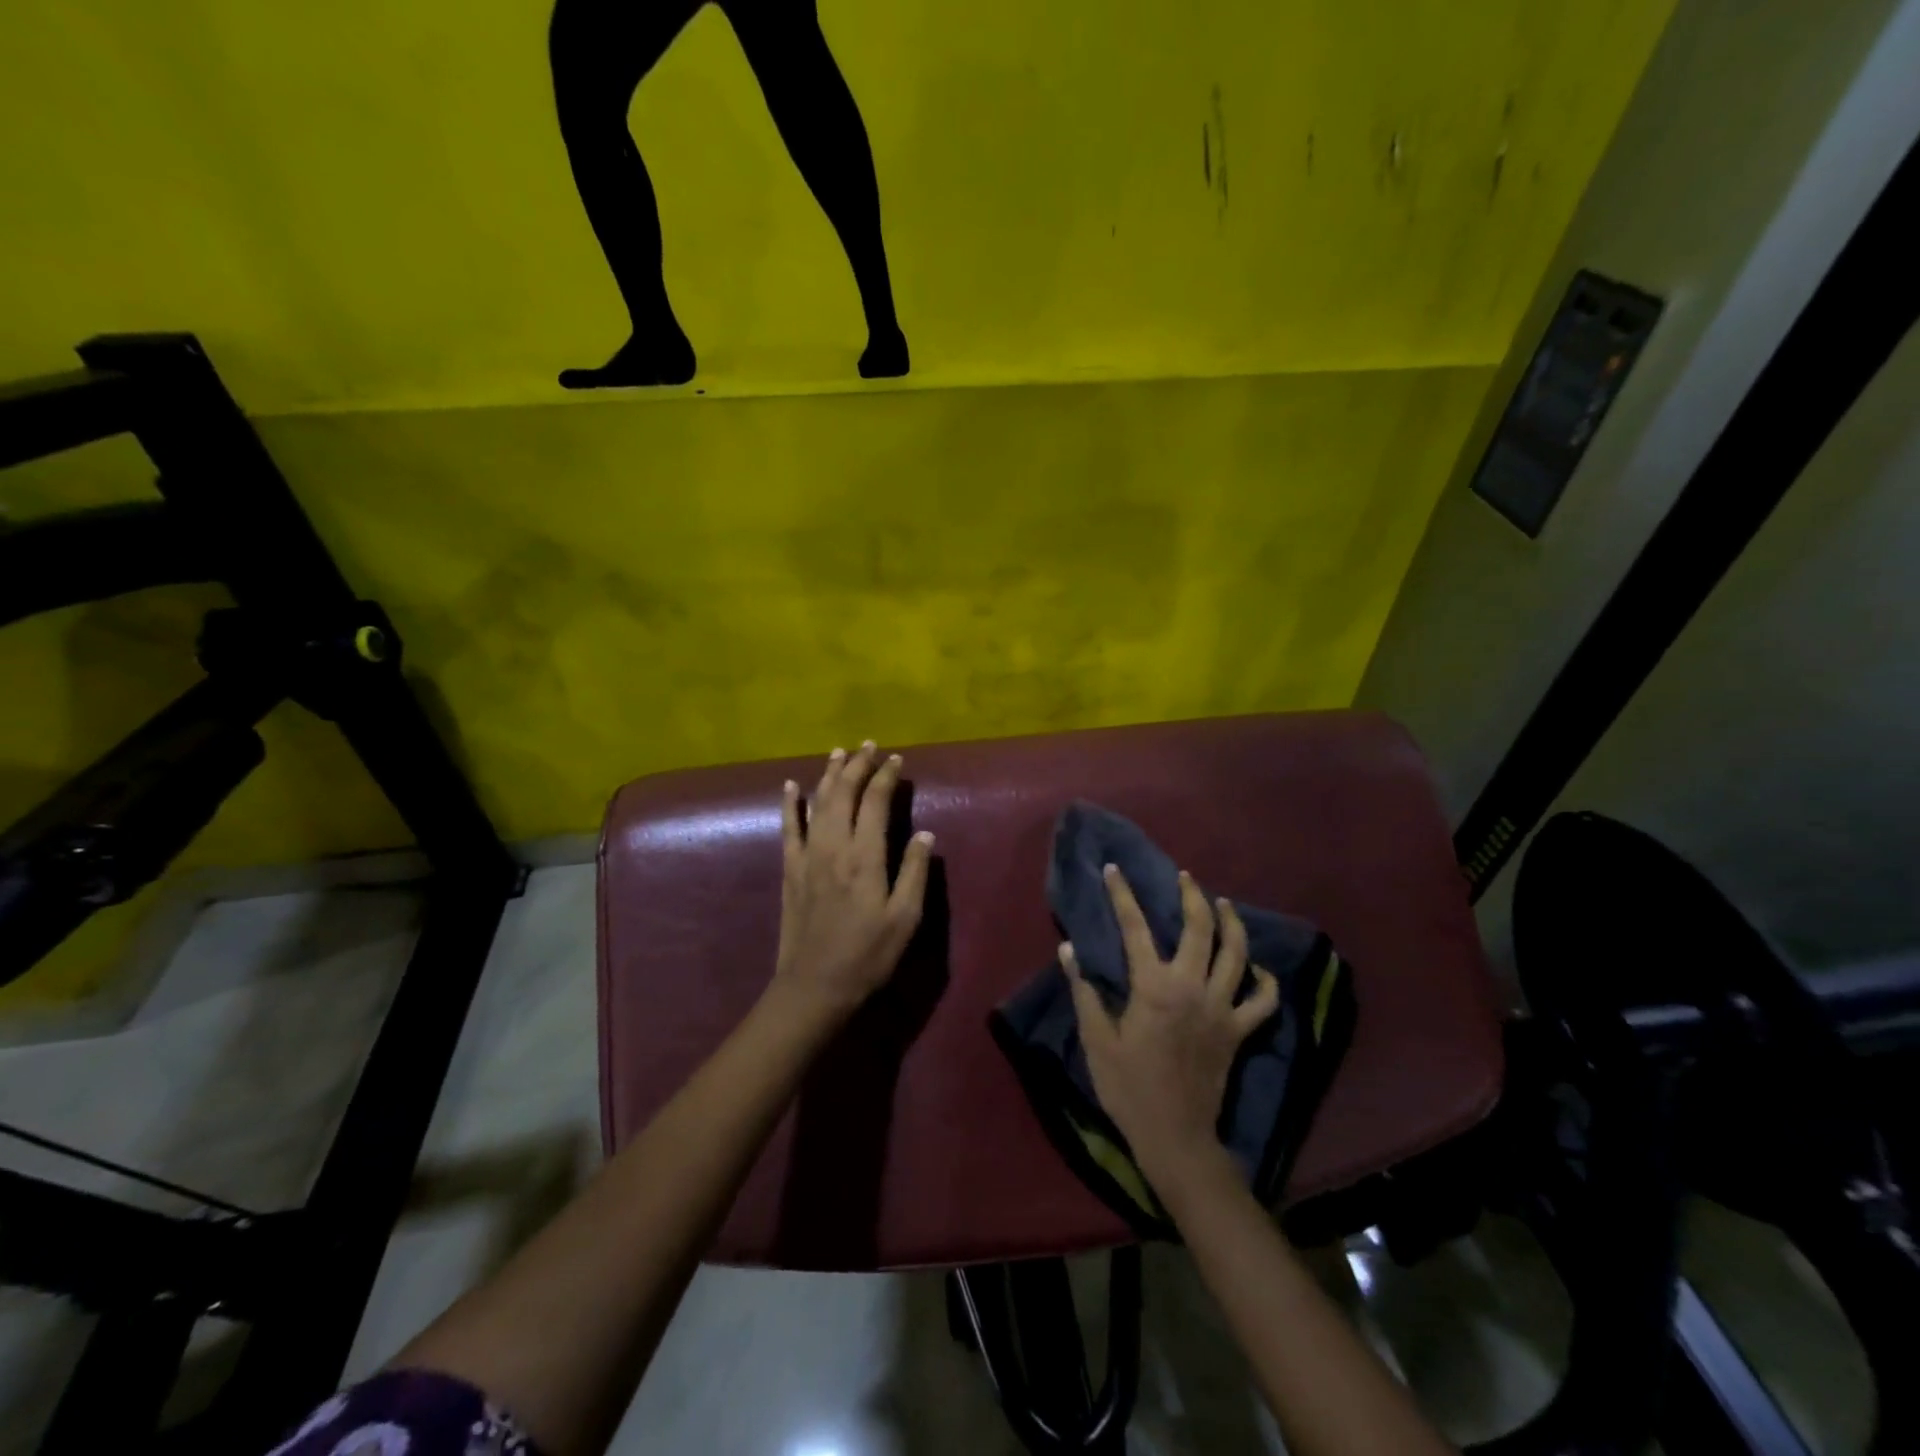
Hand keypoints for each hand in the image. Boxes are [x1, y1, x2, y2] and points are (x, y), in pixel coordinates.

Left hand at [772, 742, 933, 1020]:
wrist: (815, 986)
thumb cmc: (868, 955)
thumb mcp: (905, 919)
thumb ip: (914, 872)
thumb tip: (924, 833)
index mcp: (865, 856)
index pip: (875, 802)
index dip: (886, 777)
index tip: (896, 759)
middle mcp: (834, 846)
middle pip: (843, 793)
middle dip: (857, 765)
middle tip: (869, 745)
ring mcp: (807, 856)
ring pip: (817, 802)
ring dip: (829, 774)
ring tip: (839, 752)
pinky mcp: (790, 869)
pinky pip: (788, 827)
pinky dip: (790, 803)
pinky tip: (790, 785)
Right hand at [1062, 865, 1278, 1187]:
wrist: (1175, 1137)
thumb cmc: (1129, 1088)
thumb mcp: (1097, 1040)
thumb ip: (1084, 991)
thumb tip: (1069, 949)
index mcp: (1153, 987)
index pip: (1135, 928)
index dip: (1123, 895)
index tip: (1114, 869)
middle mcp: (1192, 987)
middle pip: (1200, 929)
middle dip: (1192, 896)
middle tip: (1185, 877)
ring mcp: (1221, 1009)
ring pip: (1237, 954)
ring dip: (1232, 923)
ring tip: (1222, 904)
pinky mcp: (1238, 1031)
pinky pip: (1262, 1001)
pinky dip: (1265, 981)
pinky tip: (1256, 968)